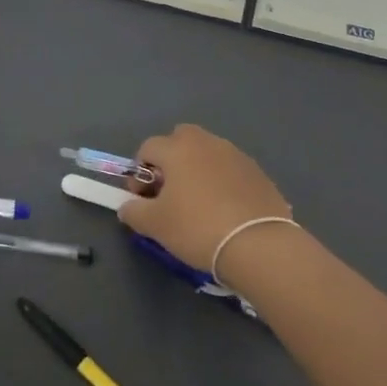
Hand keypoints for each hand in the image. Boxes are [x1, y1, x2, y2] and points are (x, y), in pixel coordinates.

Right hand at [117, 124, 295, 272]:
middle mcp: (207, 143)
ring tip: (199, 205)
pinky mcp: (258, 173)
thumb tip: (128, 206)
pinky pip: (230, 170)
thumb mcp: (154, 225)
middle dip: (170, 160)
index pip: (147, 148)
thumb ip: (133, 211)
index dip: (139, 173)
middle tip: (170, 193)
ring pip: (207, 154)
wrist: (258, 245)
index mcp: (178, 149)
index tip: (144, 199)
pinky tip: (225, 211)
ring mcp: (236, 155)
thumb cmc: (197, 228)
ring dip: (197, 170)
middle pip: (180, 140)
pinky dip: (222, 183)